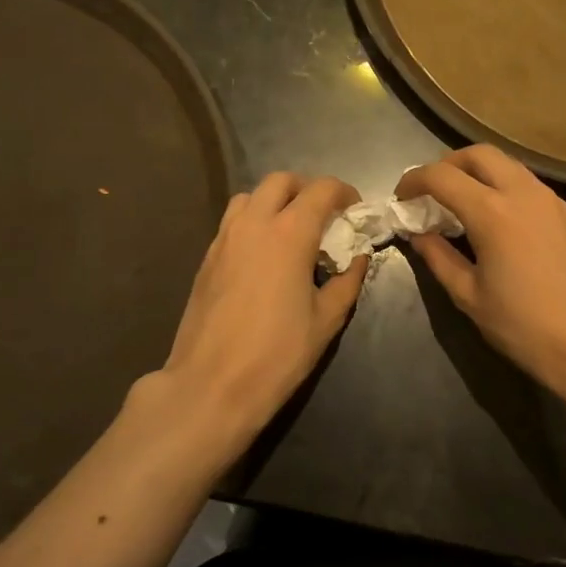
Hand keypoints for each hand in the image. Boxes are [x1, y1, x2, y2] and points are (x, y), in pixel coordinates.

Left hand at [158, 172, 367, 445]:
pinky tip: (263, 254)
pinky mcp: (206, 258)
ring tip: (291, 229)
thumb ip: (347, 281)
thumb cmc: (277, 354)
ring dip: (274, 200)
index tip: (355, 209)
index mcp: (289, 233)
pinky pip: (232, 221)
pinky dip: (252, 221)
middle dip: (307, 189)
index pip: (321, 189)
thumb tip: (358, 258)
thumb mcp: (326, 320)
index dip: (344, 192)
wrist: (211, 385)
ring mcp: (224, 238)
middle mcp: (254, 224)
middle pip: (281, 181)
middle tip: (324, 215)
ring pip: (250, 196)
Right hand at [396, 146, 565, 399]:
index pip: (442, 176)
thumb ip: (439, 258)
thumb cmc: (525, 327)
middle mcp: (523, 193)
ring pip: (508, 164)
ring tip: (462, 204)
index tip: (401, 199)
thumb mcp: (470, 297)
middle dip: (448, 165)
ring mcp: (551, 200)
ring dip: (478, 173)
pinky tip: (498, 220)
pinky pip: (528, 184)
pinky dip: (504, 187)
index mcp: (492, 212)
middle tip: (431, 192)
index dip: (414, 181)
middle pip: (478, 154)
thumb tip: (420, 235)